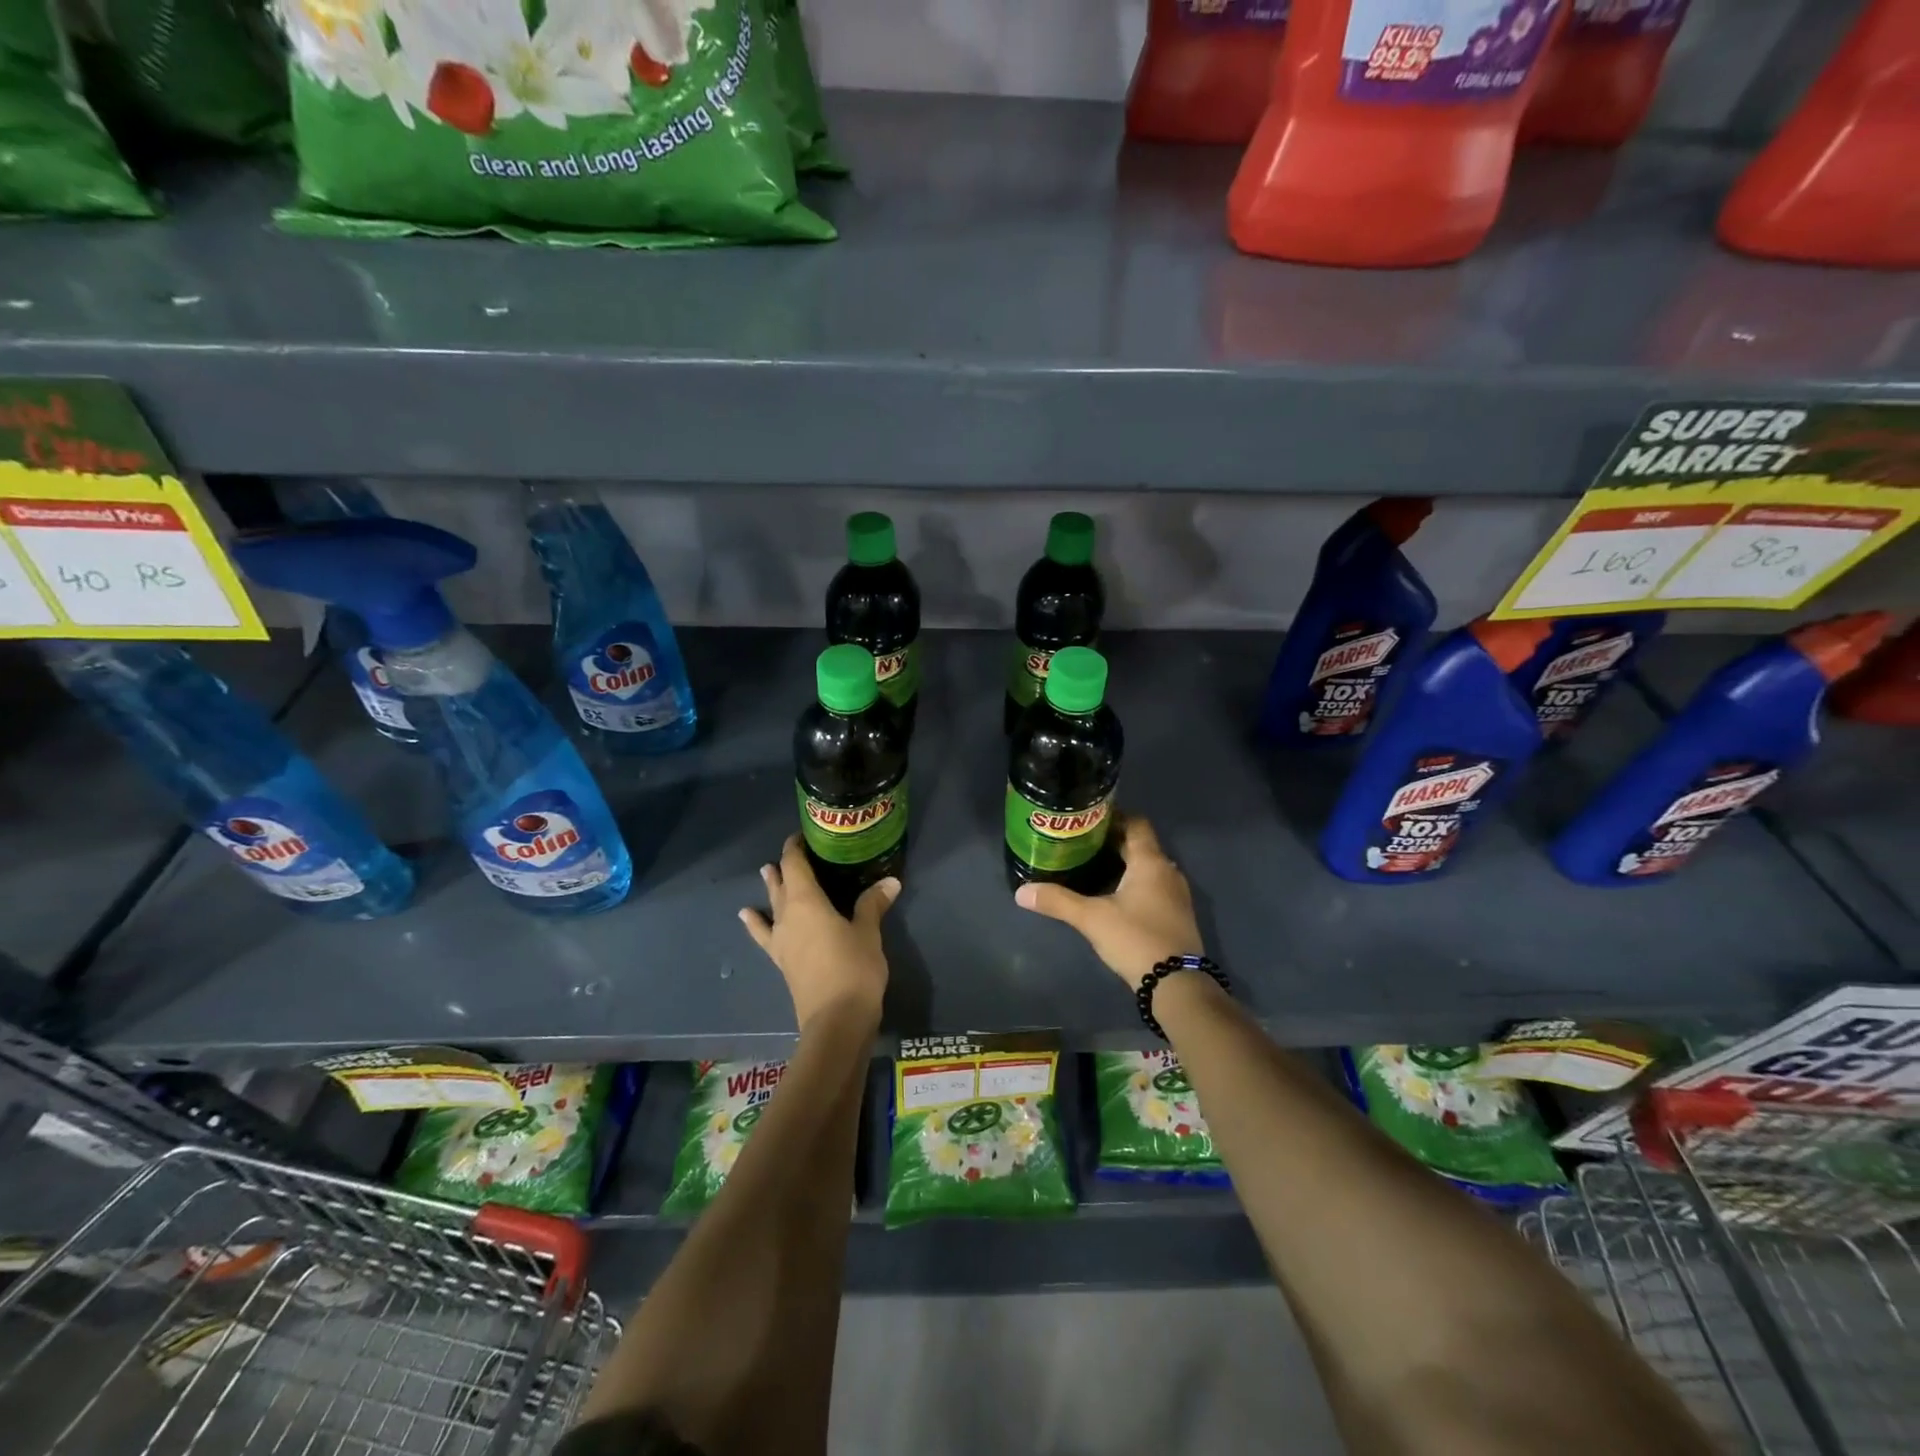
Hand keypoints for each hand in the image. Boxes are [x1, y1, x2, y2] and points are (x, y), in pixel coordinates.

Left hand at [739, 835, 896, 1029]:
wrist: (836, 1021)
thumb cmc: (854, 968)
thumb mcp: (869, 932)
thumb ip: (873, 904)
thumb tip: (891, 881)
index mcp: (807, 901)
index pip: (795, 864)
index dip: (796, 847)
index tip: (804, 835)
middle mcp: (787, 916)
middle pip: (781, 883)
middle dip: (786, 865)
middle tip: (794, 851)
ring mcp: (781, 940)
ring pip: (772, 905)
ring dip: (771, 888)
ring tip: (765, 871)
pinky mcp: (782, 961)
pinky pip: (765, 934)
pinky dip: (756, 922)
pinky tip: (747, 916)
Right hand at [1013, 814, 1202, 989]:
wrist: (1177, 983)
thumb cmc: (1135, 938)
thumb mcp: (1091, 918)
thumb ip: (1057, 901)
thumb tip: (1021, 892)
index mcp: (1150, 862)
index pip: (1136, 823)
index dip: (1113, 817)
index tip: (1087, 819)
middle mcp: (1168, 871)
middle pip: (1141, 845)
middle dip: (1113, 842)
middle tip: (1081, 843)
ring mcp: (1176, 894)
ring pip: (1148, 867)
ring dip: (1124, 864)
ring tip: (1092, 867)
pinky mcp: (1177, 915)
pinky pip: (1154, 886)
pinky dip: (1135, 883)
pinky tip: (1113, 896)